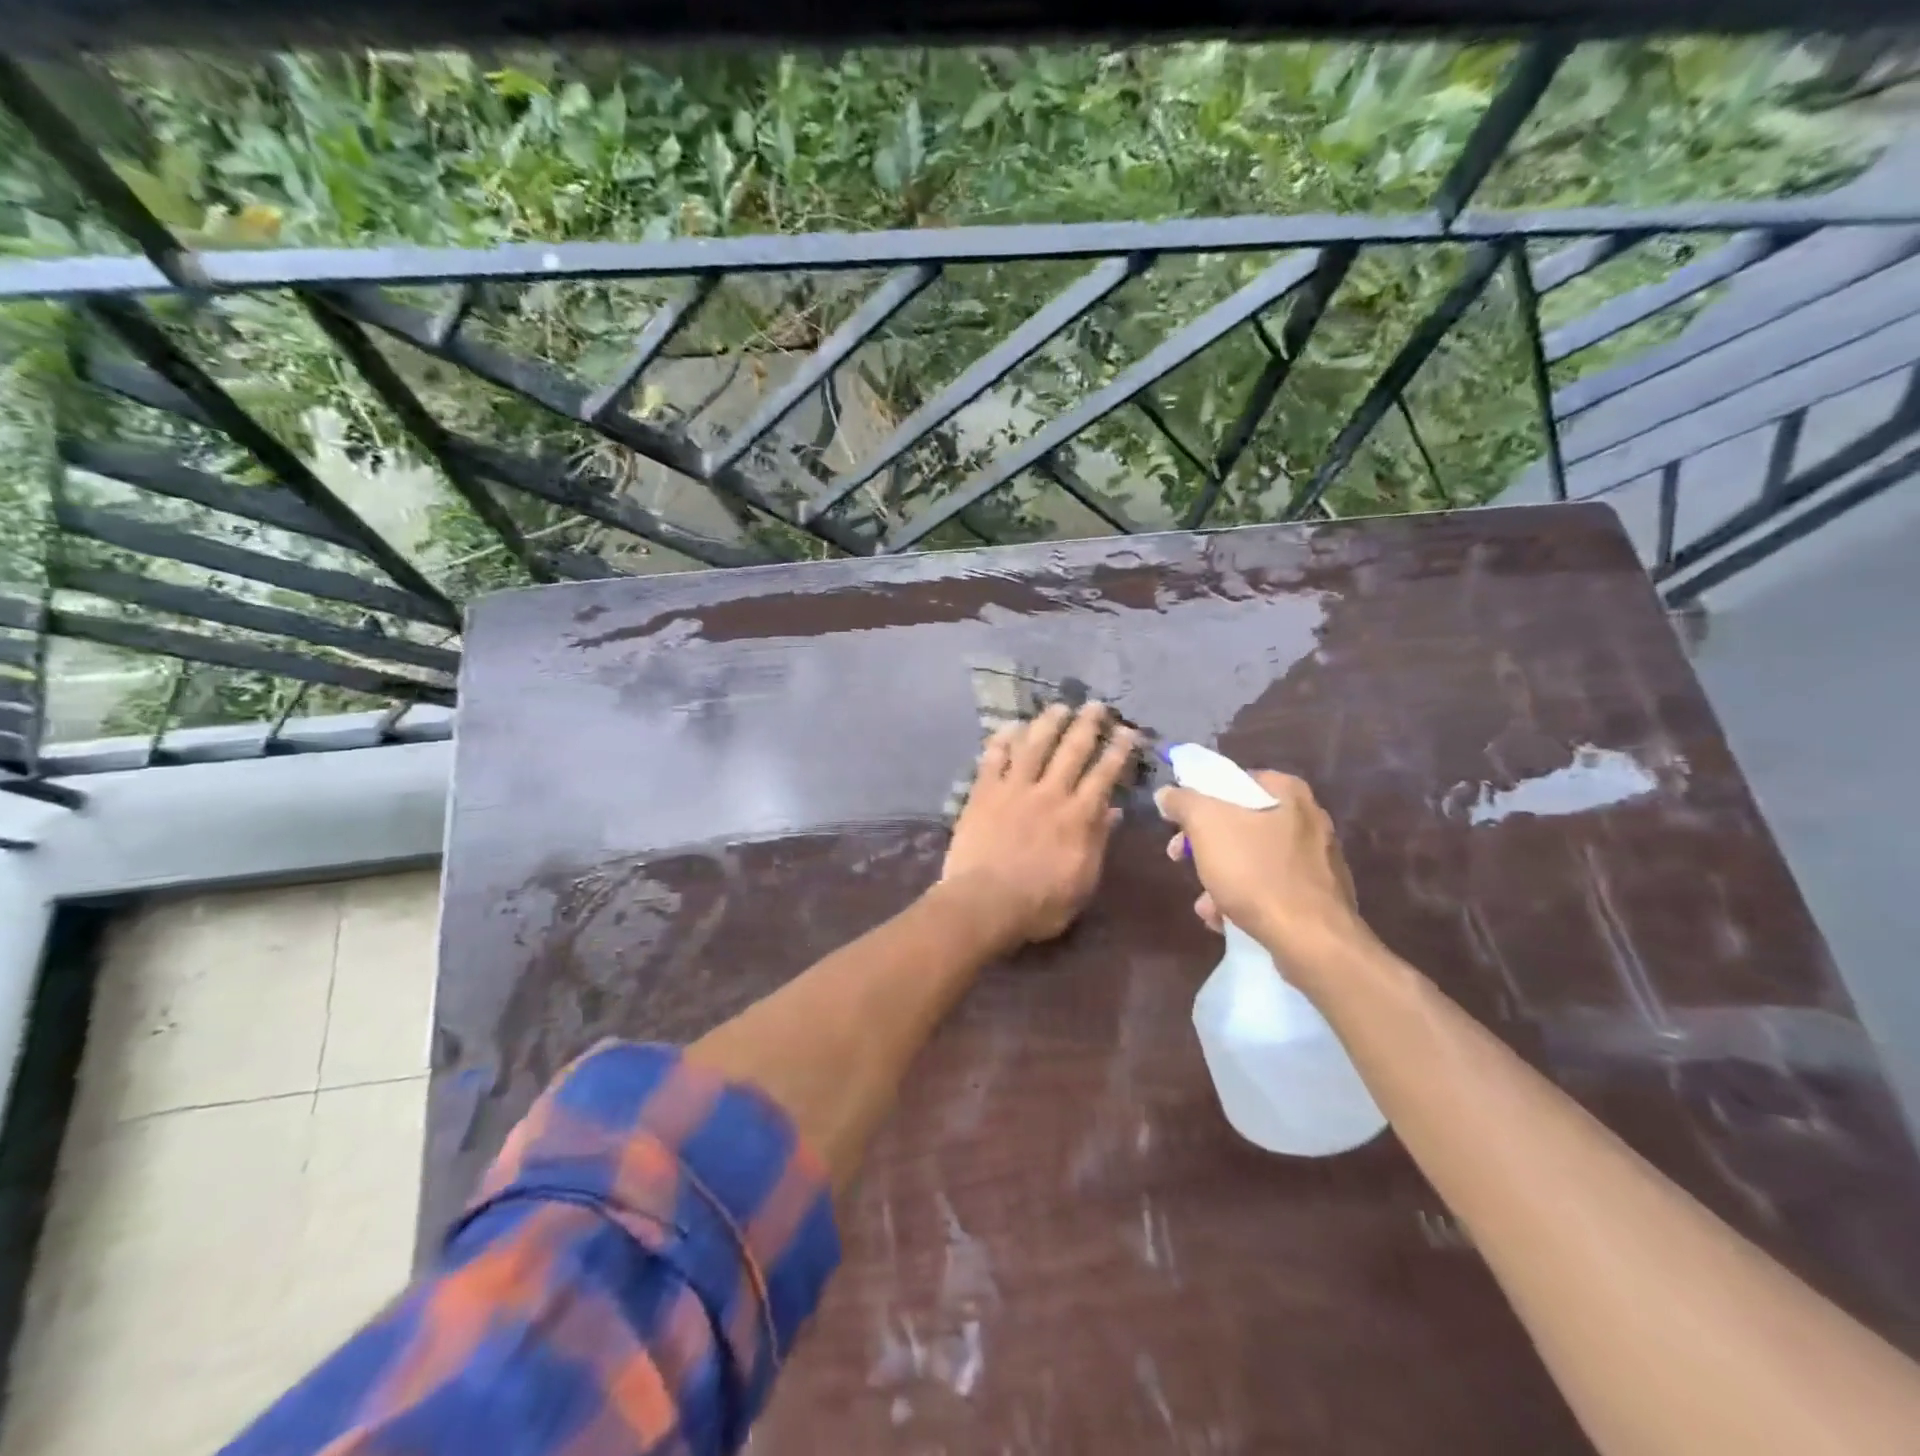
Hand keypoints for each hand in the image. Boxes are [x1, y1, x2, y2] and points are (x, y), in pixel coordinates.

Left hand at [940, 702, 1138, 951]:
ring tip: (1059, 706)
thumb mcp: (1083, 881)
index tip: (1127, 731)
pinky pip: (993, 758)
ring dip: (1048, 723)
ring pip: (1034, 745)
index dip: (1118, 750)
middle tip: (1096, 705)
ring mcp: (1014, 789)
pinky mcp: (983, 793)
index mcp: (1079, 816)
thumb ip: (1098, 841)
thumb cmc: (1040, 903)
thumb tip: (1113, 811)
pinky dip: (1002, 740)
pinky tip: (1010, 727)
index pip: (1104, 775)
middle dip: (1087, 725)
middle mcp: (1050, 793)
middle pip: (1072, 750)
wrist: (985, 903)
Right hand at [1154, 769, 1370, 973]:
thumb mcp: (1207, 826)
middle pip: (1240, 822)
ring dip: (1220, 877)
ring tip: (1205, 903)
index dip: (1200, 798)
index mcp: (1289, 793)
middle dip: (1205, 845)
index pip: (1235, 781)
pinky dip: (1245, 899)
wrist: (1312, 941)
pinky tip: (1225, 919)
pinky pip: (1270, 889)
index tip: (1178, 822)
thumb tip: (1167, 793)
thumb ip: (1183, 802)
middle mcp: (1309, 820)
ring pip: (1252, 859)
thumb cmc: (1257, 873)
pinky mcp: (1318, 897)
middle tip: (1181, 858)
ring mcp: (1317, 861)